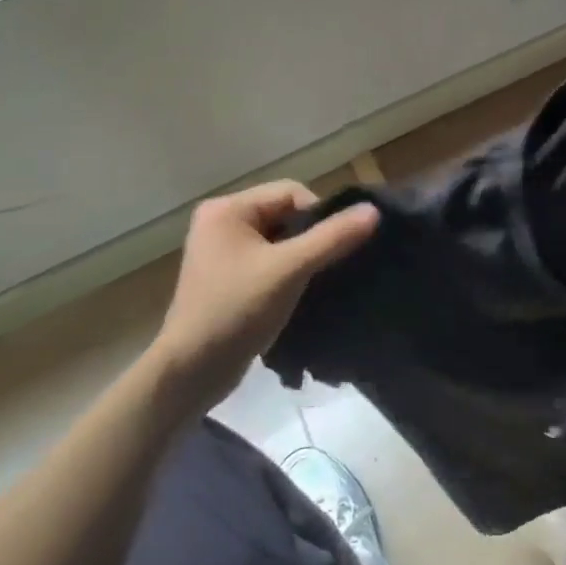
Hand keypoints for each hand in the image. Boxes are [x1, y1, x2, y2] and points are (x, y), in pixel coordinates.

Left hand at [153, 181, 379, 407]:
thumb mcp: (290, 269)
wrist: (190, 372)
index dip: (319, 215)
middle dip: (310, 237)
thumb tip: (374, 210)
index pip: (291, 192)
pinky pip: (269, 260)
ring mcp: (221, 252)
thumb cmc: (236, 310)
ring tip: (315, 281)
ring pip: (279, 239)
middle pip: (285, 214)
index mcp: (227, 209)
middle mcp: (220, 222)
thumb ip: (333, 237)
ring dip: (302, 256)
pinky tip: (299, 292)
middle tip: (327, 265)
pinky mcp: (227, 278)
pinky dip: (288, 272)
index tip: (335, 247)